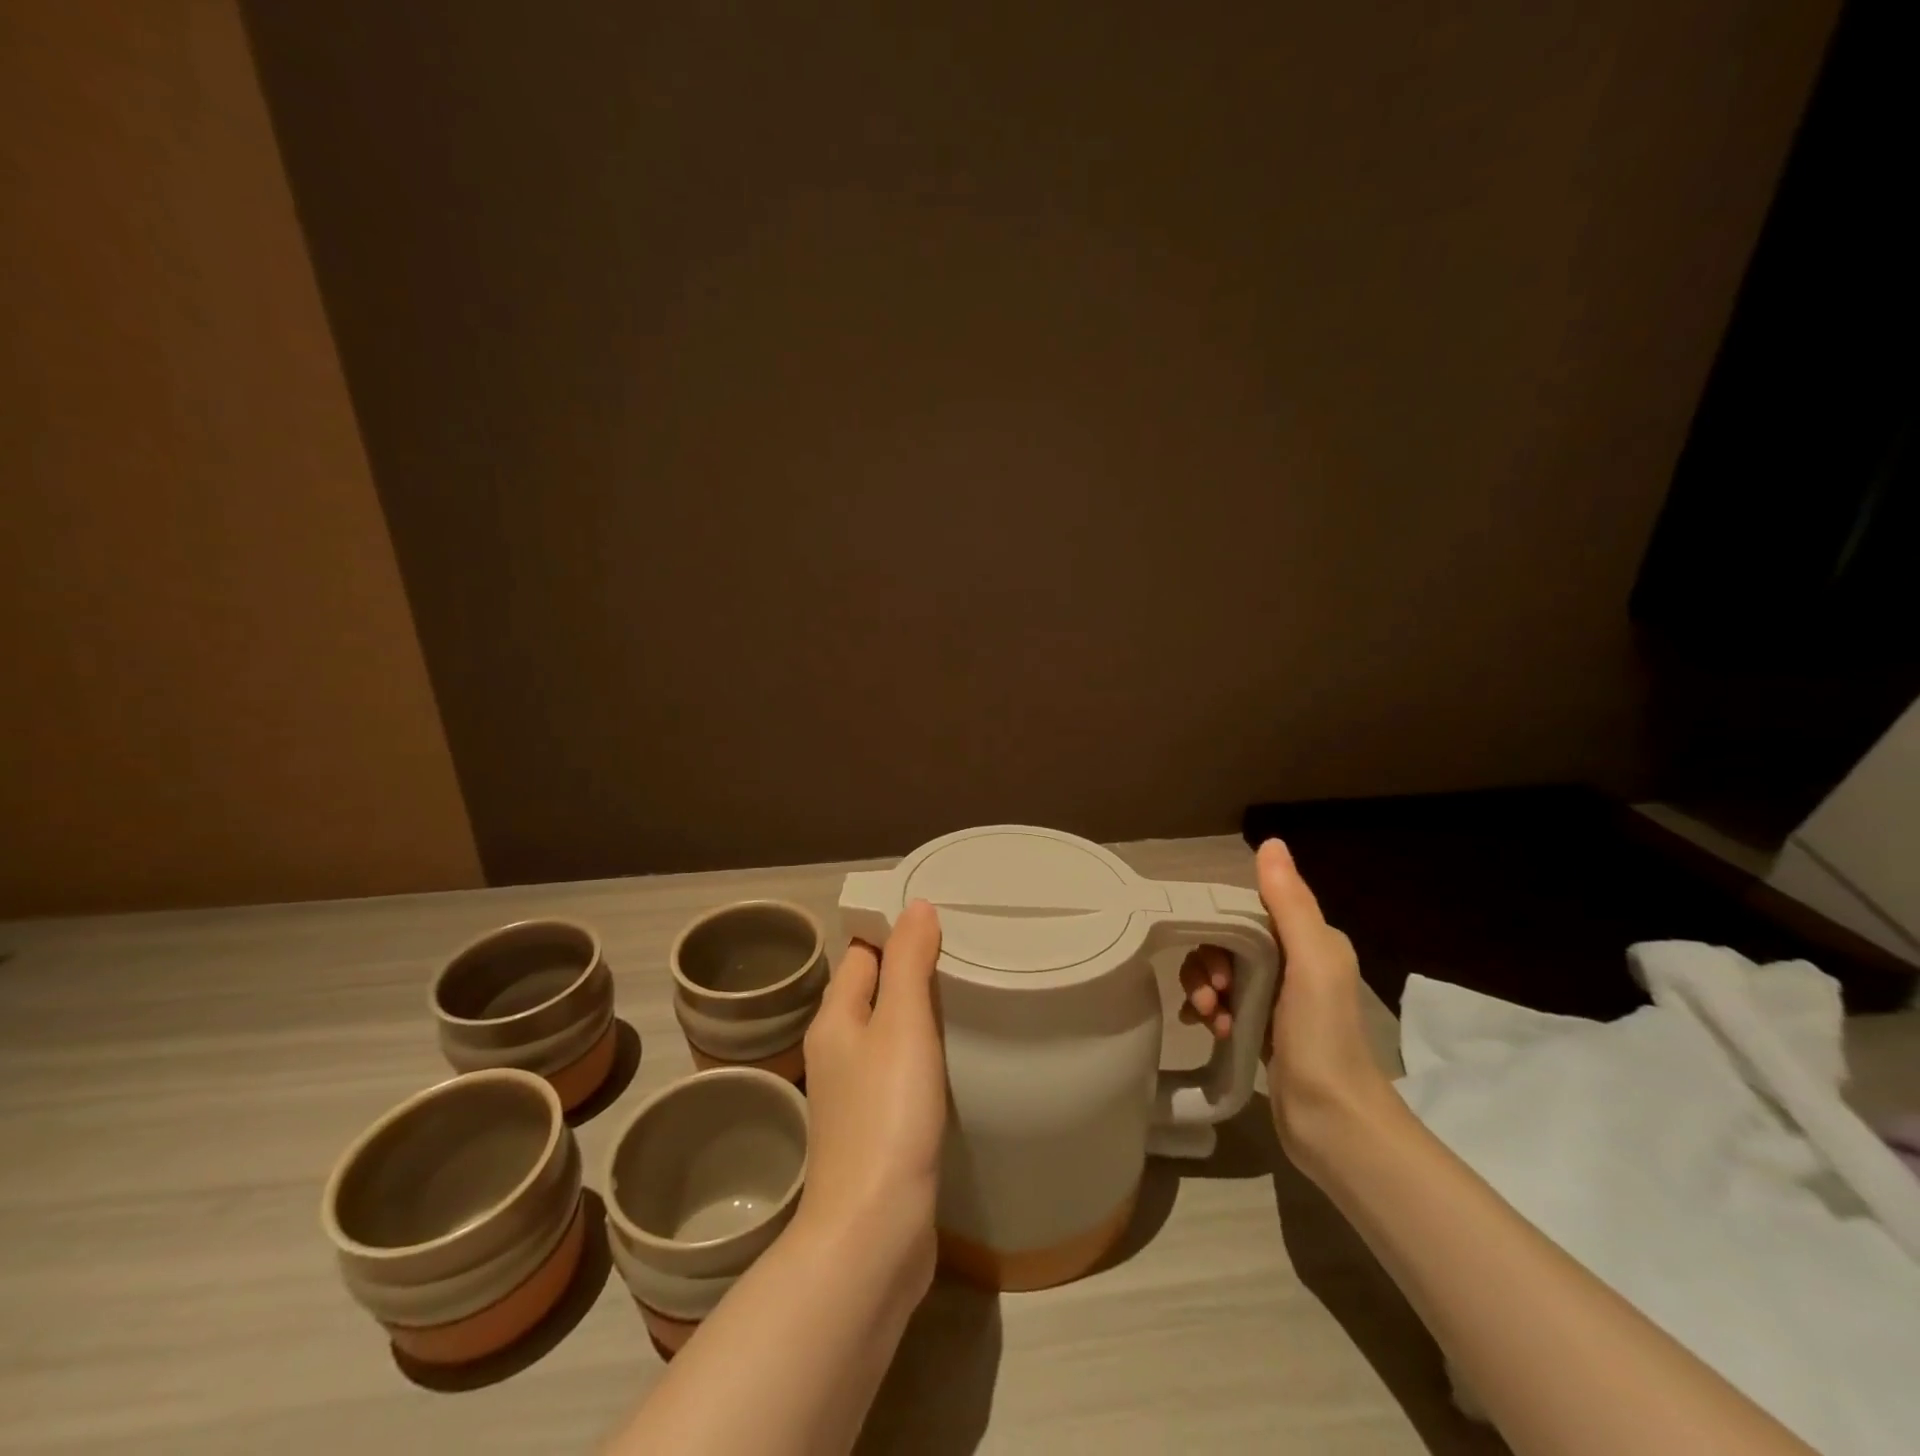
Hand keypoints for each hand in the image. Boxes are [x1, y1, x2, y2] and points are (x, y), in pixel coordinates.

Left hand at [794, 900, 946, 1298]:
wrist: (873, 1232)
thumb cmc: (887, 1114)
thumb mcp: (902, 1025)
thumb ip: (908, 962)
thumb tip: (915, 905)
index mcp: (835, 1019)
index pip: (860, 954)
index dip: (892, 932)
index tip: (938, 920)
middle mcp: (836, 1050)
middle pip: (871, 991)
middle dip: (908, 970)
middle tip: (962, 954)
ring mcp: (853, 1093)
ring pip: (885, 1034)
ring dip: (915, 1015)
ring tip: (963, 997)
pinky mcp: (875, 1129)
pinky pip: (897, 1071)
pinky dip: (920, 1054)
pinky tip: (950, 1059)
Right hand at [1179, 839, 1392, 1168]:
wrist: (1333, 1123)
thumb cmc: (1322, 1037)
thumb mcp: (1311, 962)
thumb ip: (1289, 903)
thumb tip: (1271, 842)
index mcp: (1310, 941)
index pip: (1248, 911)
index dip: (1220, 928)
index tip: (1215, 964)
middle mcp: (1295, 963)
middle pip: (1228, 942)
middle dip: (1208, 965)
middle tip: (1212, 996)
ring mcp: (1276, 998)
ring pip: (1221, 972)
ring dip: (1205, 990)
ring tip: (1210, 1019)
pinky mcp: (1260, 1028)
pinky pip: (1222, 1003)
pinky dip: (1209, 1011)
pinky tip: (1208, 1030)